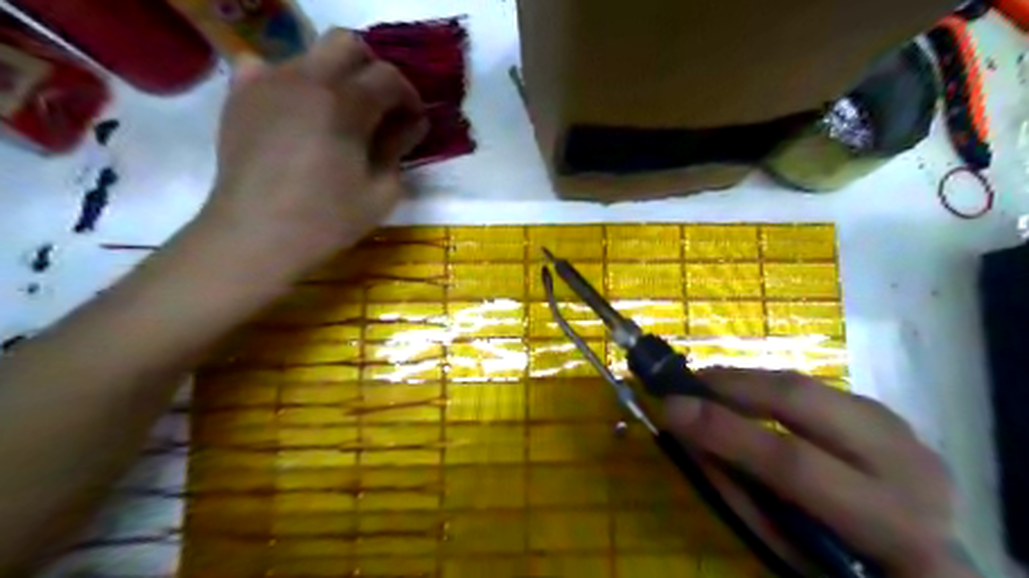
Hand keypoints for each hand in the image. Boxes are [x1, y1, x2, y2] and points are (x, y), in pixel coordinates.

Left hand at [193, 29, 428, 280]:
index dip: (409, 96)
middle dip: (373, 71)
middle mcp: (304, 78)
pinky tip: (296, 111)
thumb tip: (414, 122)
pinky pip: (266, 68)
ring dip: (335, 77)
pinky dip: (289, 81)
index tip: (413, 121)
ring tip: (339, 116)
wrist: (256, 235)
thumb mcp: (381, 191)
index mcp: (344, 104)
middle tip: (380, 107)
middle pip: (348, 44)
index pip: (388, 77)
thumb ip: (399, 148)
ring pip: (310, 55)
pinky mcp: (240, 96)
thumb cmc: (327, 219)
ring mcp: (266, 82)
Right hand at [663, 371, 973, 577]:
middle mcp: (907, 466)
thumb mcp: (790, 550)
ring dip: (751, 382)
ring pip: (809, 385)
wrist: (924, 564)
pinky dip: (774, 388)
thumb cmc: (844, 568)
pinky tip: (748, 395)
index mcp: (890, 525)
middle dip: (735, 386)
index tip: (670, 408)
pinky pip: (817, 389)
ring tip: (709, 386)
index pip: (793, 464)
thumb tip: (687, 433)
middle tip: (687, 383)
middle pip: (804, 402)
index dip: (726, 431)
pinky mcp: (889, 416)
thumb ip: (738, 491)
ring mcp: (903, 433)